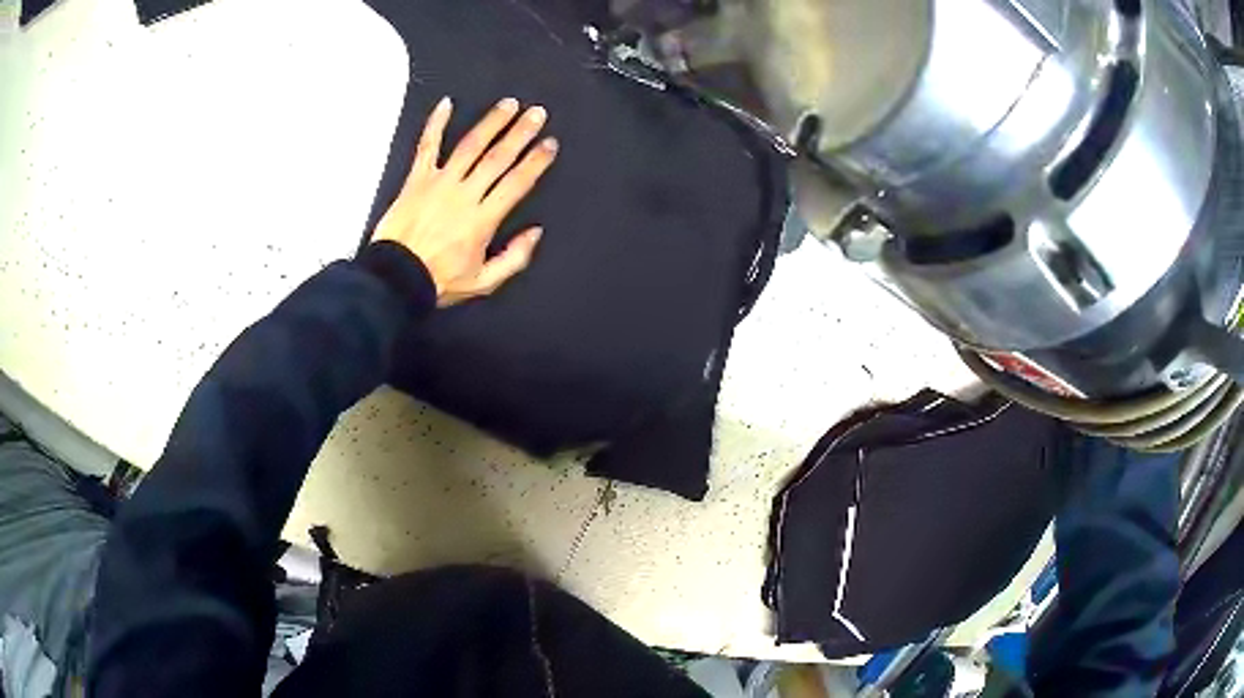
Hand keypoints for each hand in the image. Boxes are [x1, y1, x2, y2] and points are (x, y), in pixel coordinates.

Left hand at [373, 96, 558, 305]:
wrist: (394, 279)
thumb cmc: (438, 281)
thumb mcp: (483, 282)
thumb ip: (514, 258)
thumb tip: (535, 232)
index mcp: (483, 220)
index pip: (516, 183)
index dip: (536, 162)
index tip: (549, 144)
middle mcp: (464, 195)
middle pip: (498, 157)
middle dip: (520, 133)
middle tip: (536, 112)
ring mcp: (439, 183)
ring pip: (470, 146)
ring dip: (491, 122)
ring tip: (508, 104)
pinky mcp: (417, 180)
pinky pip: (427, 146)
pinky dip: (436, 124)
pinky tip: (446, 104)